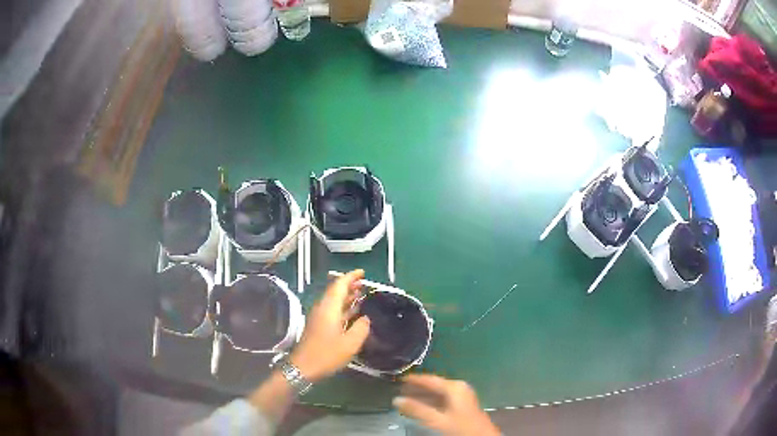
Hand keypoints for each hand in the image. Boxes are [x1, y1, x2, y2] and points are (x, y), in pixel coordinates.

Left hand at [289, 269, 370, 382]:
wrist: (304, 367)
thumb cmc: (327, 354)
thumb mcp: (350, 343)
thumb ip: (361, 328)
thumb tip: (365, 318)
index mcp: (329, 308)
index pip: (339, 285)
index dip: (351, 276)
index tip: (363, 272)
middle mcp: (322, 308)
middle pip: (335, 290)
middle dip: (349, 285)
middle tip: (364, 283)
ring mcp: (319, 317)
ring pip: (333, 300)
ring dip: (346, 296)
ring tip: (361, 294)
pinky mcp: (318, 325)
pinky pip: (332, 309)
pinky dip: (343, 307)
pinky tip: (353, 312)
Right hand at [394, 374, 499, 435]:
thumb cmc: (460, 427)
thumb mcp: (436, 419)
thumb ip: (416, 409)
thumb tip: (396, 400)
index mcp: (454, 387)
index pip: (430, 379)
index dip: (414, 379)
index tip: (399, 379)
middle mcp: (459, 387)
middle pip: (434, 385)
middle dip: (417, 389)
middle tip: (400, 390)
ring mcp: (462, 396)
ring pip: (438, 393)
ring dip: (423, 396)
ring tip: (407, 399)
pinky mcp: (463, 404)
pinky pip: (443, 399)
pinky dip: (431, 402)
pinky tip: (422, 407)